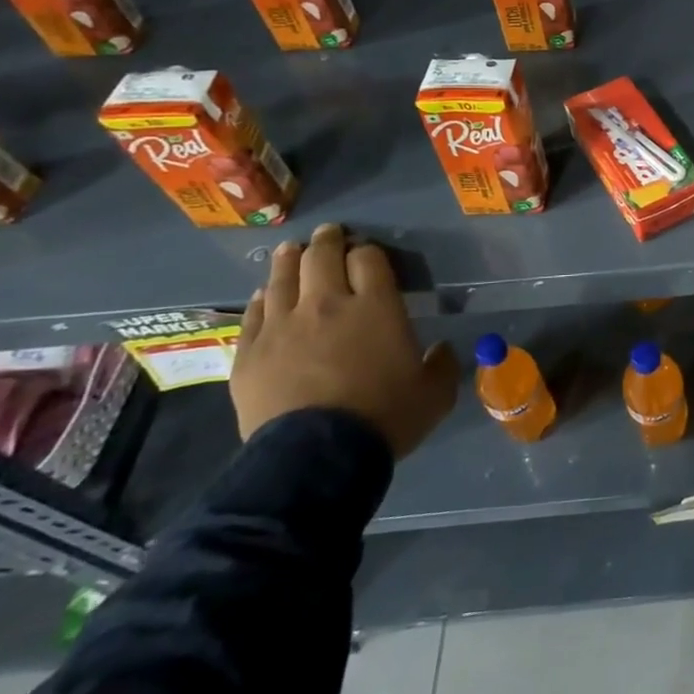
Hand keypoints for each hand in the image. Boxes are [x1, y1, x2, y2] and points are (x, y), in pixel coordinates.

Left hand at [231, 223, 456, 458]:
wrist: (316, 458)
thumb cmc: (384, 418)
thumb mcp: (435, 393)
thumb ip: (443, 364)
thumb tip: (443, 350)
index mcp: (376, 306)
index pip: (369, 258)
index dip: (369, 252)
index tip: (368, 255)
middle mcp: (327, 304)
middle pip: (322, 256)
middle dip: (328, 241)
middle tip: (330, 235)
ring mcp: (283, 326)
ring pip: (282, 277)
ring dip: (290, 259)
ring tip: (292, 250)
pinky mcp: (250, 352)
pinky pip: (253, 313)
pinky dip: (262, 299)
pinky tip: (265, 296)